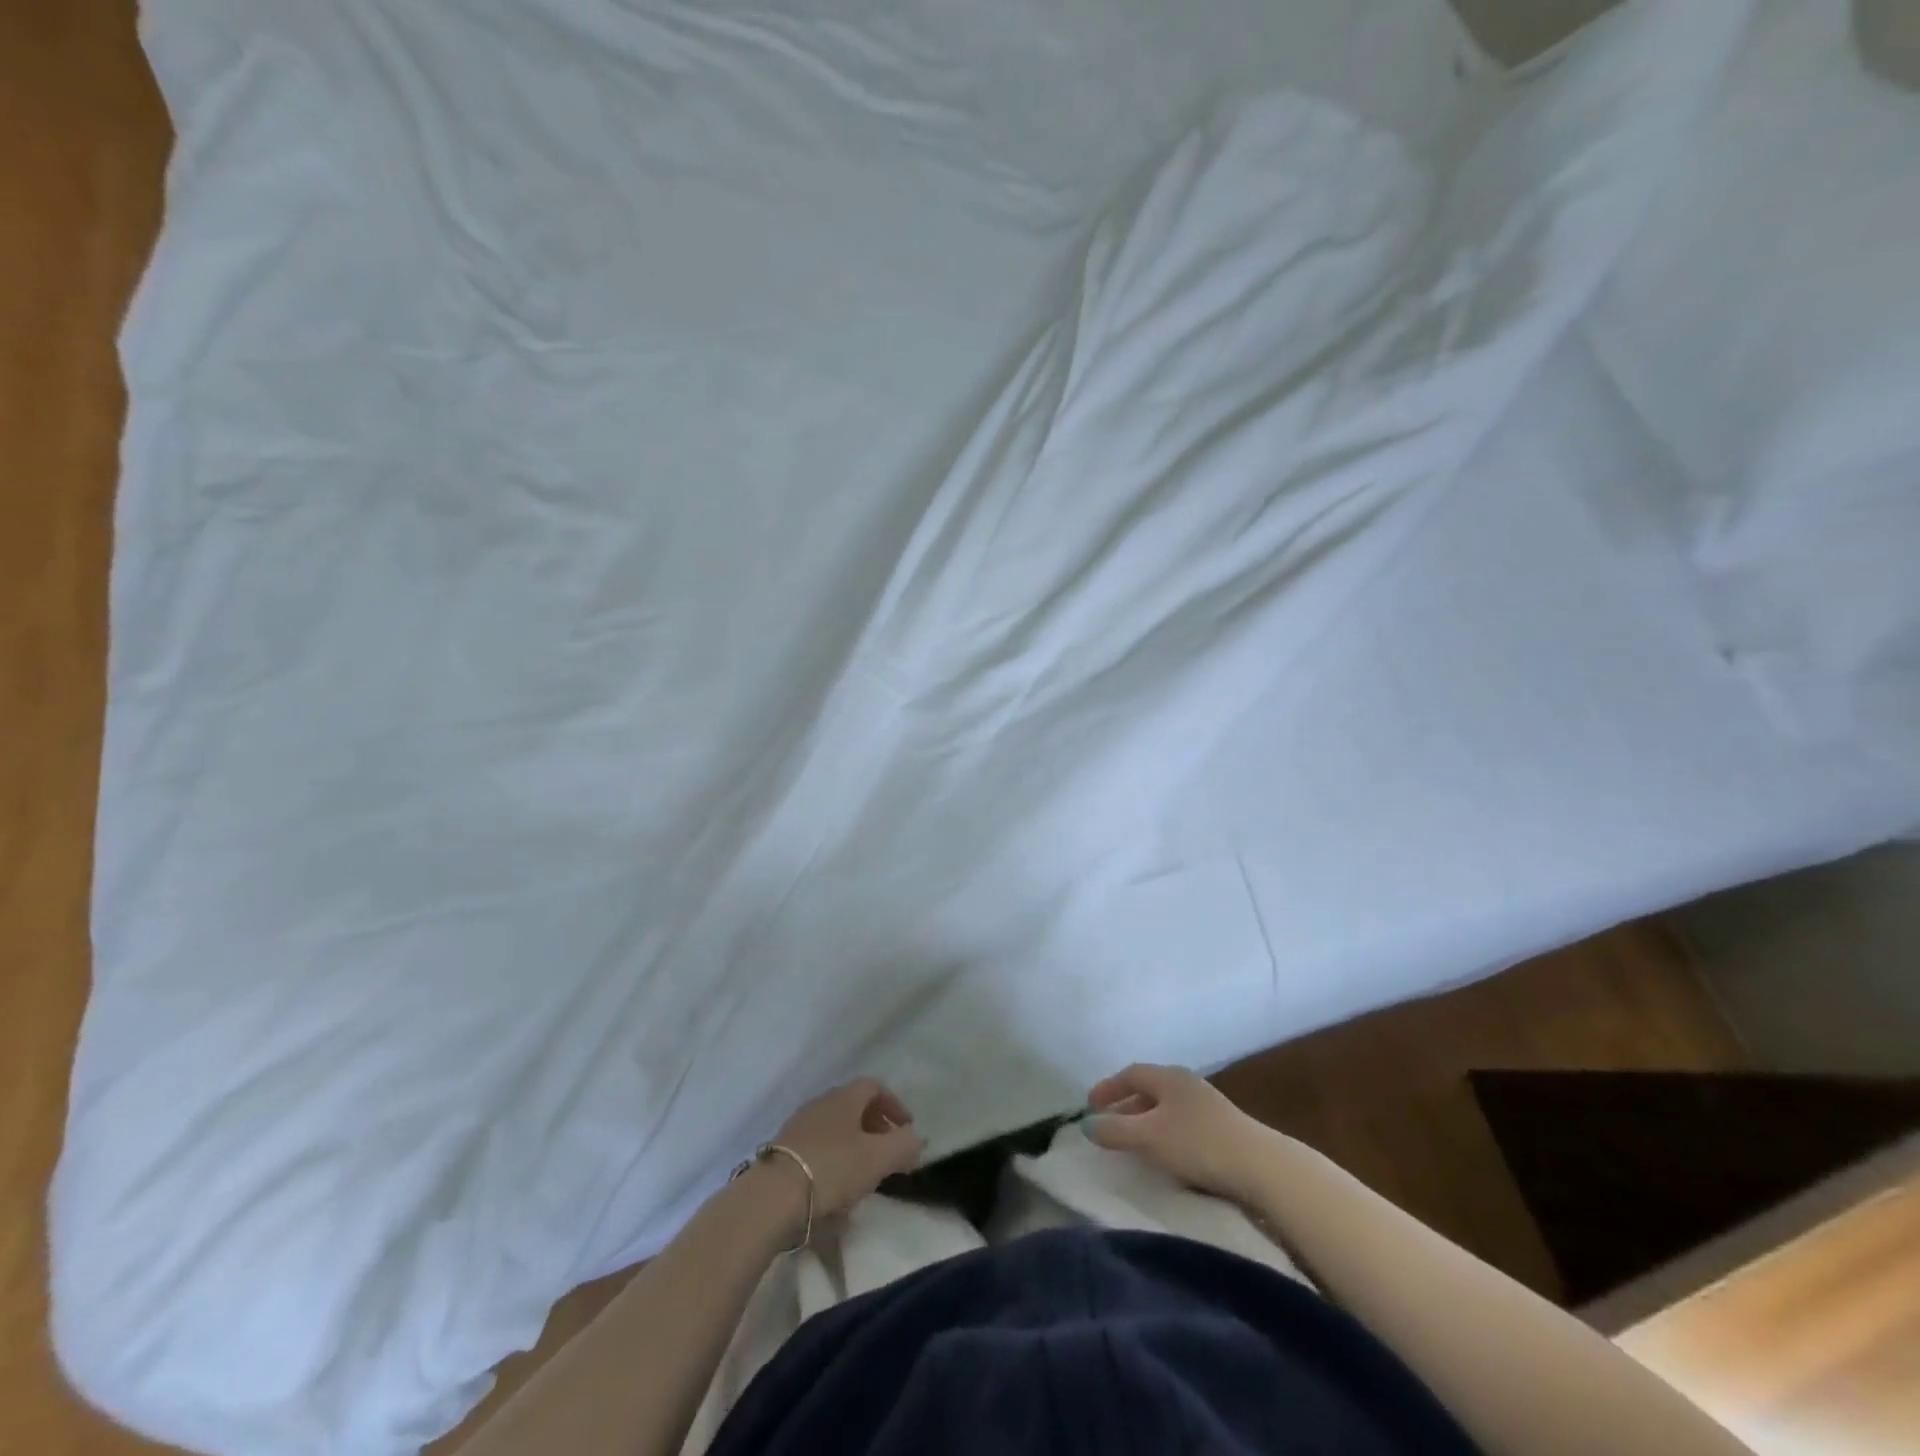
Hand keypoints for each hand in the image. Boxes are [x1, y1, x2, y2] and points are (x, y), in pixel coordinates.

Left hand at [769, 1078, 926, 1219]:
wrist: (772, 1197)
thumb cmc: (832, 1168)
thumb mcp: (878, 1158)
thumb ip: (904, 1145)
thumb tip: (916, 1138)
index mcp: (845, 1097)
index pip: (875, 1086)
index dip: (895, 1105)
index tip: (907, 1130)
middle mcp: (821, 1103)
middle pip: (855, 1106)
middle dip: (876, 1127)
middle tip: (889, 1153)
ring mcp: (799, 1125)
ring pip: (836, 1128)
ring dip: (855, 1145)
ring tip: (865, 1175)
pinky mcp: (783, 1151)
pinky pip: (818, 1147)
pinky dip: (834, 1159)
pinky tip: (836, 1189)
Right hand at [1085, 1063, 1271, 1203]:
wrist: (1261, 1166)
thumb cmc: (1198, 1143)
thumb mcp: (1149, 1137)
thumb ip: (1115, 1130)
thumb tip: (1086, 1125)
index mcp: (1168, 1077)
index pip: (1130, 1074)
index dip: (1108, 1088)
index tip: (1089, 1105)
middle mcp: (1186, 1083)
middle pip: (1148, 1089)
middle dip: (1125, 1105)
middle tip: (1107, 1124)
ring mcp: (1207, 1104)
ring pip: (1166, 1107)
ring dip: (1145, 1120)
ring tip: (1133, 1141)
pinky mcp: (1222, 1127)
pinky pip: (1181, 1122)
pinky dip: (1164, 1132)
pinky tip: (1164, 1152)